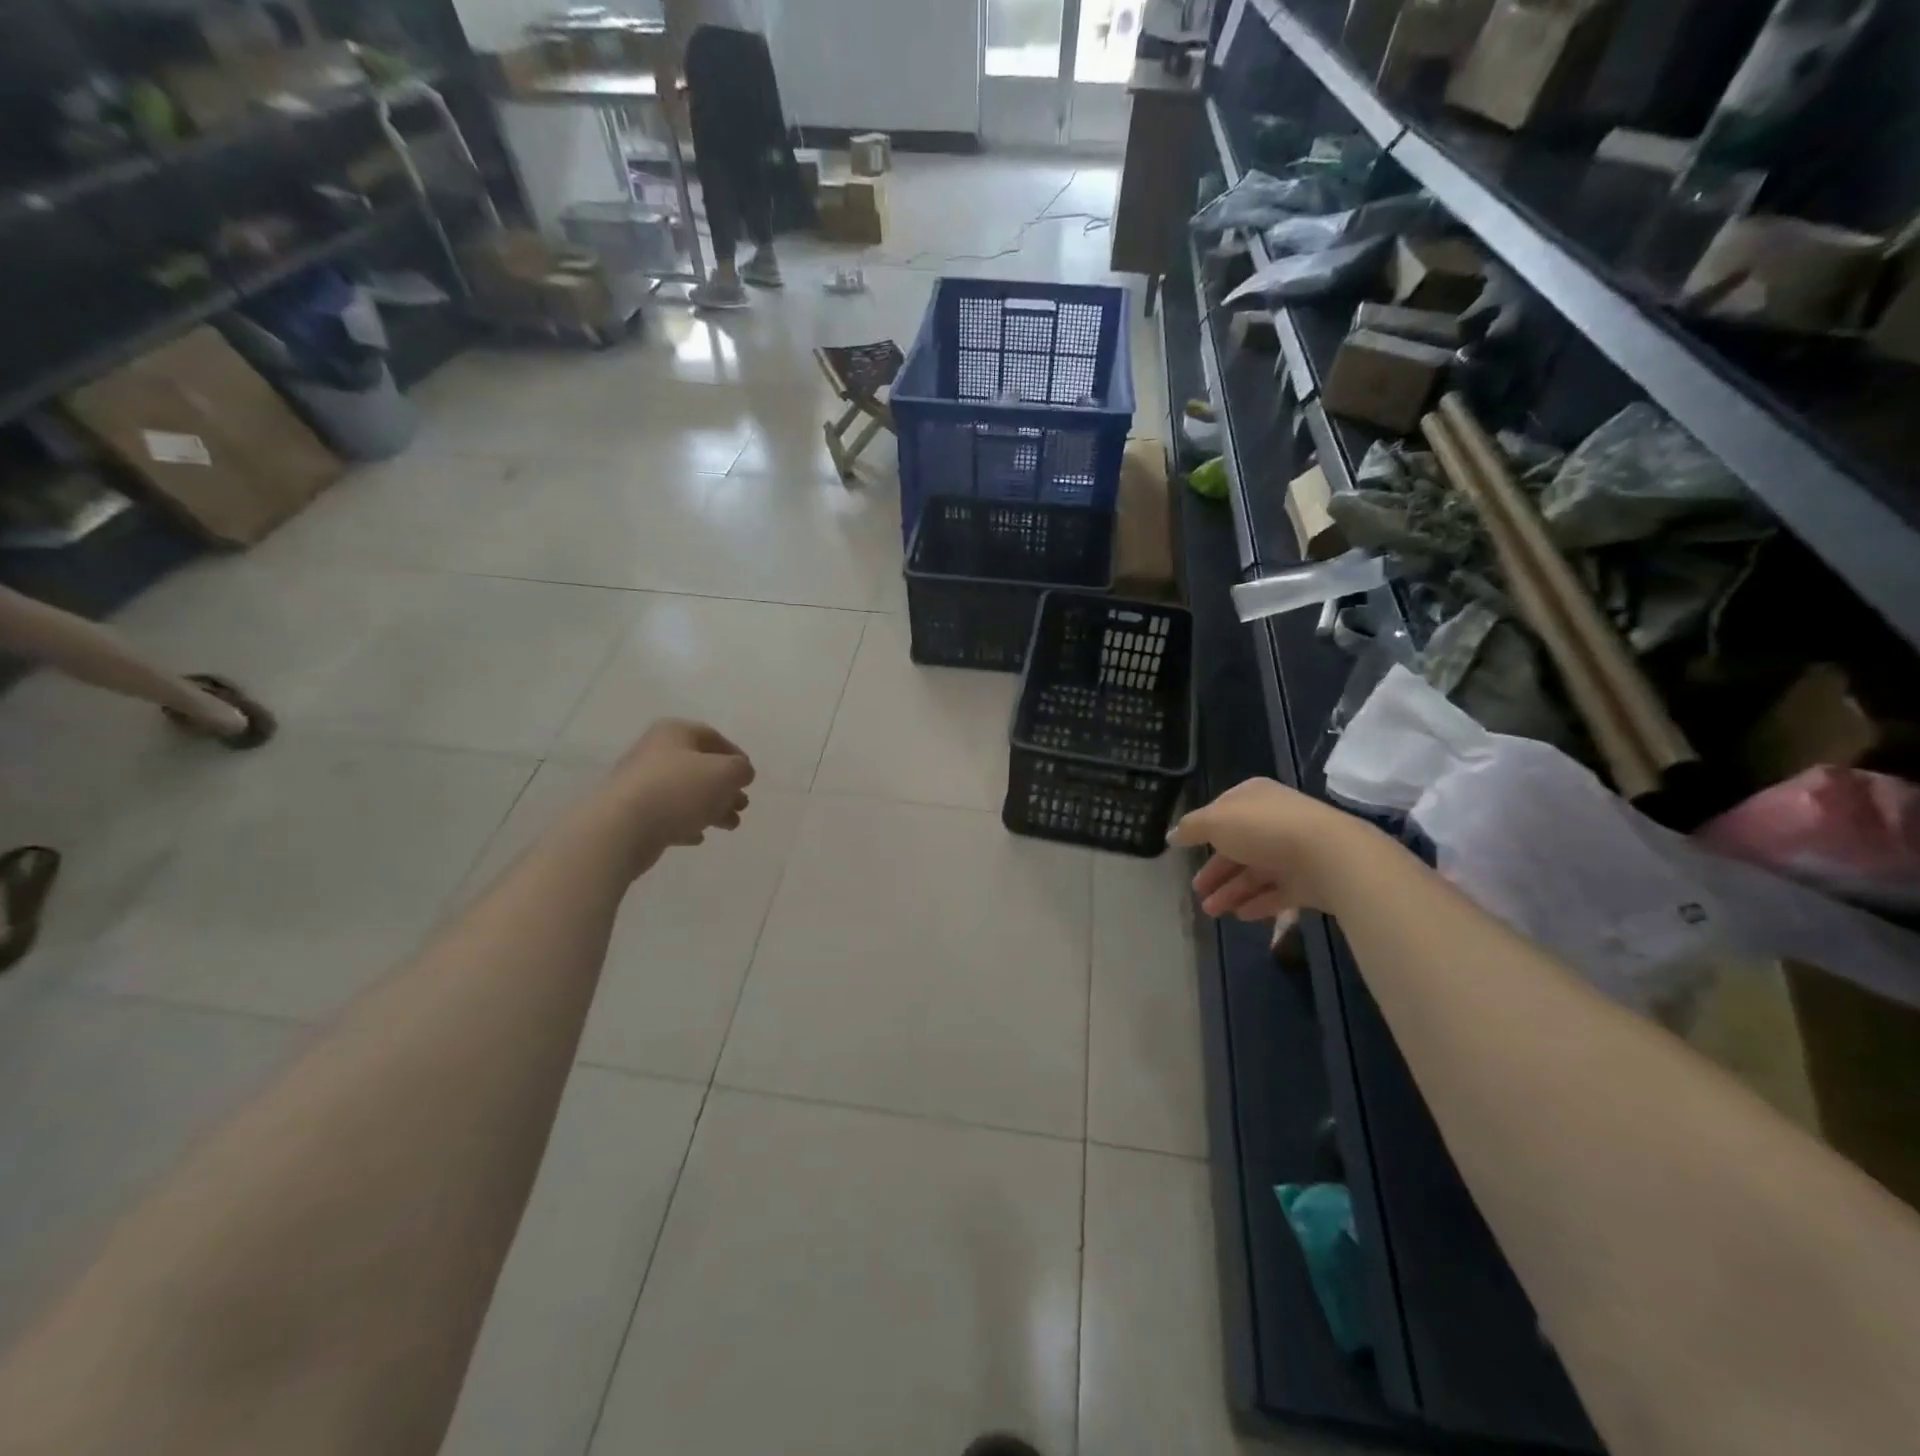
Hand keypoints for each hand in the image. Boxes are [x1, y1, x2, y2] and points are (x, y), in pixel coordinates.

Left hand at [591, 719, 755, 875]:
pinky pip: (667, 814)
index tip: (748, 778)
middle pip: (700, 767)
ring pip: (686, 793)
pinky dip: (686, 823)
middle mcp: (655, 753)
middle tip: (742, 805)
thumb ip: (741, 770)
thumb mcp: (725, 773)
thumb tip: (741, 773)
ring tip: (730, 825)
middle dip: (725, 787)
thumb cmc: (679, 789)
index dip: (736, 756)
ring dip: (712, 807)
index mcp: (674, 733)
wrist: (622, 827)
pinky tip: (697, 837)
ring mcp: (641, 784)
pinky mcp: (633, 813)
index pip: (712, 737)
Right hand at [1169, 778, 1381, 925]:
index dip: (1204, 831)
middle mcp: (1275, 820)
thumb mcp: (1215, 821)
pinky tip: (1239, 915)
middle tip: (1197, 891)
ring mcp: (1294, 851)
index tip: (1188, 851)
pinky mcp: (1309, 880)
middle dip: (1216, 870)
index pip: (1223, 812)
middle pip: (1238, 847)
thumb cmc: (1264, 829)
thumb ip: (1191, 828)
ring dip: (1231, 891)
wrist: (1329, 856)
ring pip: (1255, 873)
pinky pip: (1277, 893)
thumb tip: (1172, 836)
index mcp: (1254, 798)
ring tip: (1211, 912)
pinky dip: (1257, 903)